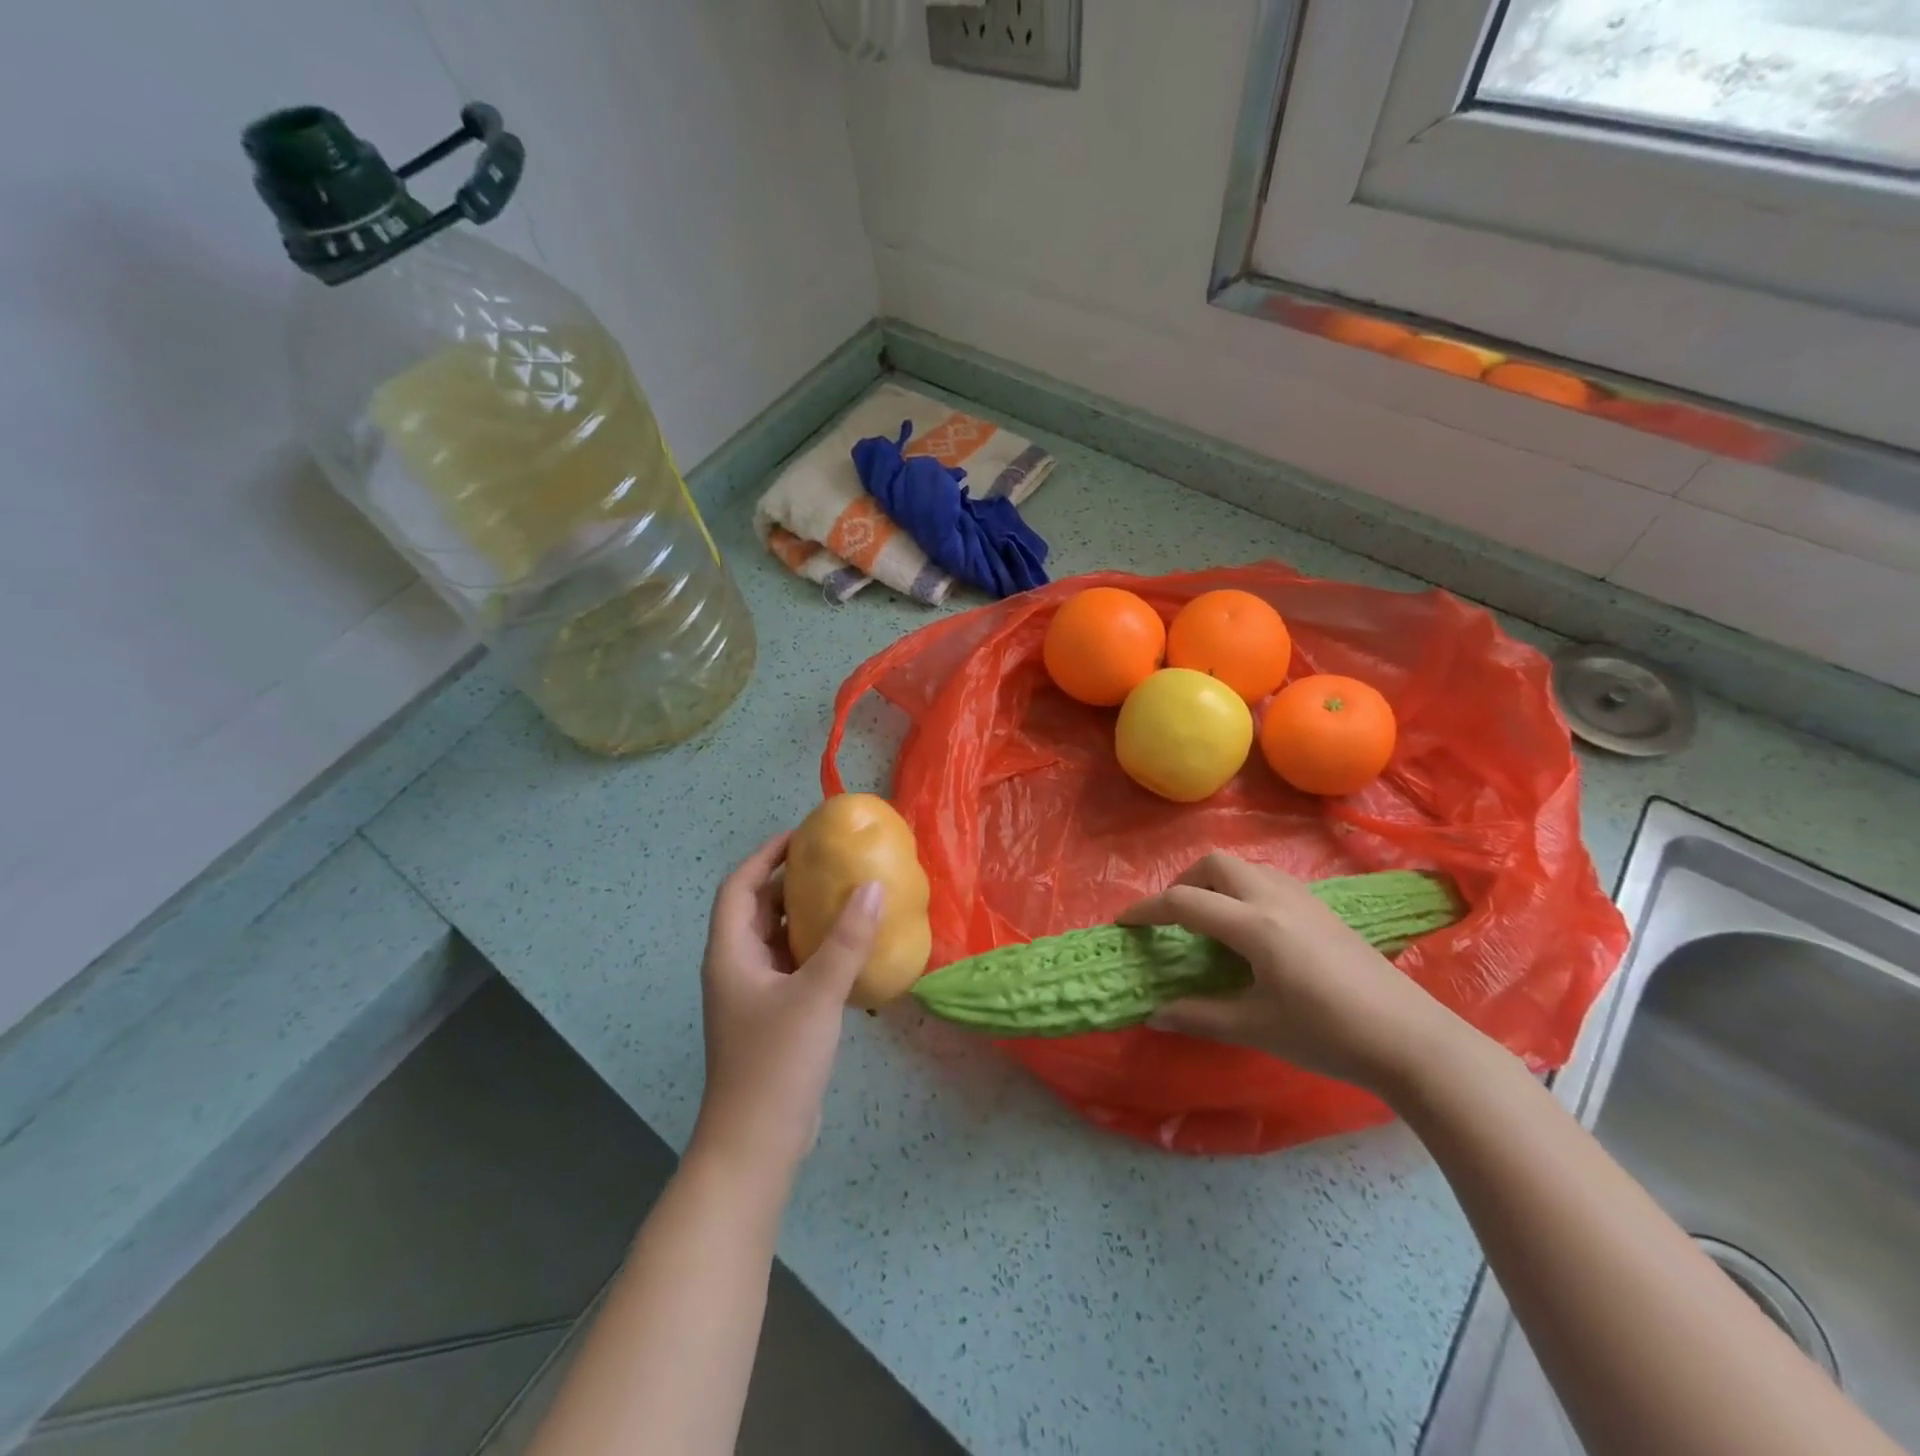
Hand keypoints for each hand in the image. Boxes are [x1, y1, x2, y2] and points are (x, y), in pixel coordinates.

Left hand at [691, 833, 881, 1176]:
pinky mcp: (773, 1018)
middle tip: (834, 863)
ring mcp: (754, 995)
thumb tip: (873, 886)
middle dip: (790, 882)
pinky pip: (793, 967)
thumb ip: (847, 940)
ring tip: (847, 896)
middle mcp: (737, 967)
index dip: (766, 855)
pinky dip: (816, 950)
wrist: (757, 1144)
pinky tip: (851, 950)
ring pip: (777, 939)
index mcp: (731, 953)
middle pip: (758, 909)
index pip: (739, 886)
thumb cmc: (776, 1062)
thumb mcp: (816, 994)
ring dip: (806, 916)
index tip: (802, 836)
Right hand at [1118, 854, 1459, 1094]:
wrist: (1411, 1040)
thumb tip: (1154, 1014)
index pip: (1185, 902)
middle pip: (1215, 863)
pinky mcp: (1323, 909)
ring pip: (1245, 866)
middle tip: (1173, 918)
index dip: (1147, 910)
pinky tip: (1251, 929)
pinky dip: (1242, 889)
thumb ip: (1200, 1016)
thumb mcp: (1257, 1027)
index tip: (1124, 923)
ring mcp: (1303, 900)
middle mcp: (1275, 899)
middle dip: (1183, 882)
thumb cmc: (1329, 1034)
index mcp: (1254, 926)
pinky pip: (1268, 880)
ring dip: (1215, 882)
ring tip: (1209, 921)